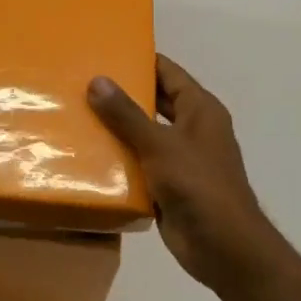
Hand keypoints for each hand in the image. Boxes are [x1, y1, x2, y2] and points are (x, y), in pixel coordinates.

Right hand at [88, 54, 289, 296]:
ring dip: (116, 128)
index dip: (141, 60)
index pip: (168, 73)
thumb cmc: (198, 186)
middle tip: (81, 82)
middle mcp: (192, 130)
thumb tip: (97, 80)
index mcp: (200, 110)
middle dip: (122, 94)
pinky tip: (87, 154)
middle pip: (154, 102)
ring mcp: (181, 159)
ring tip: (76, 114)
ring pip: (144, 134)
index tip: (105, 51)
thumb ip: (126, 114)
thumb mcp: (159, 144)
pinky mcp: (169, 186)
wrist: (223, 248)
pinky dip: (118, 159)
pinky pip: (139, 164)